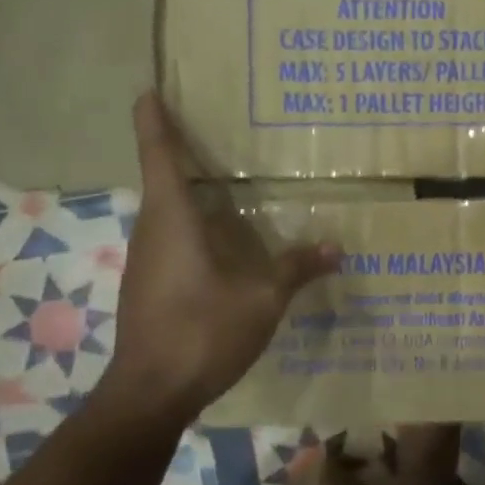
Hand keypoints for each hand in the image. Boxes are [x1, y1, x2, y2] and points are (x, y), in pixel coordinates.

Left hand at [99, 93, 340, 422]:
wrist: (151, 393)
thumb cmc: (202, 332)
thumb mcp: (262, 299)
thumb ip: (297, 268)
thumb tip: (338, 247)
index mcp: (172, 219)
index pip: (159, 156)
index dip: (154, 121)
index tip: (149, 90)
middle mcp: (152, 231)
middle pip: (161, 179)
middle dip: (179, 152)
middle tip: (212, 130)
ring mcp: (146, 260)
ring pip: (166, 212)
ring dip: (187, 192)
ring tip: (224, 181)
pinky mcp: (149, 285)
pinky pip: (170, 239)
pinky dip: (192, 226)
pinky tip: (222, 241)